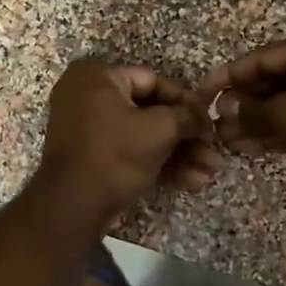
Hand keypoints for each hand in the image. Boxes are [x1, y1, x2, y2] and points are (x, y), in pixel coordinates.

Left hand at [33, 60, 219, 228]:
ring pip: (144, 136)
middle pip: (151, 112)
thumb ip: (187, 116)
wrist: (72, 209)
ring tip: (208, 174)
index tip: (209, 122)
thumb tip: (203, 116)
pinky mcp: (93, 157)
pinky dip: (159, 164)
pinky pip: (131, 151)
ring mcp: (89, 129)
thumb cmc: (114, 156)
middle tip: (212, 153)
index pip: (153, 81)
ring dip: (179, 155)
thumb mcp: (159, 129)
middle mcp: (88, 96)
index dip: (186, 103)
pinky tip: (190, 182)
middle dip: (186, 137)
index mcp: (97, 76)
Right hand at [197, 33, 285, 207]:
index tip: (207, 89)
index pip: (269, 56)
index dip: (234, 73)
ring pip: (285, 104)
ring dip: (254, 121)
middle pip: (276, 80)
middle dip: (244, 102)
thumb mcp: (285, 115)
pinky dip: (272, 133)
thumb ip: (250, 109)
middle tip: (216, 120)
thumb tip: (225, 106)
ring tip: (226, 139)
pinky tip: (246, 147)